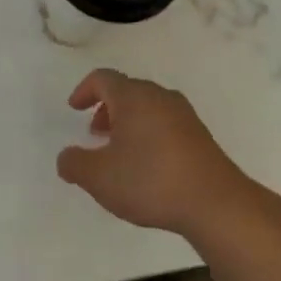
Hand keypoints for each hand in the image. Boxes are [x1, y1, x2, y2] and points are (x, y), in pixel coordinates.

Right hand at [56, 69, 270, 244]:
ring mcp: (183, 114)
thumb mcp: (99, 177)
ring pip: (147, 107)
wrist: (215, 203)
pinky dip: (148, 133)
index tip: (74, 108)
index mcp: (133, 96)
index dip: (84, 90)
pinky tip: (147, 165)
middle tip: (95, 134)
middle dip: (106, 108)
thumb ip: (75, 164)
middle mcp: (159, 96)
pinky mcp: (199, 135)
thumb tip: (66, 156)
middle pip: (126, 90)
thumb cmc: (150, 181)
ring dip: (128, 122)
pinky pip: (165, 123)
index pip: (103, 78)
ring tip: (119, 153)